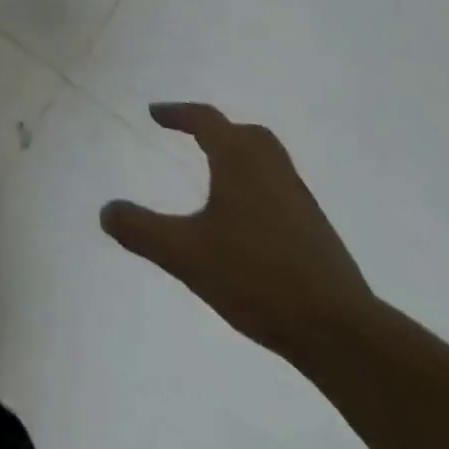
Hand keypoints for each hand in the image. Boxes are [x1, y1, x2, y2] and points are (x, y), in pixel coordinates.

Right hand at [100, 103, 375, 361]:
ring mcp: (301, 204)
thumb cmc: (256, 277)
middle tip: (193, 136)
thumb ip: (140, 230)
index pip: (206, 121)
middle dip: (218, 130)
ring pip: (268, 163)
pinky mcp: (317, 235)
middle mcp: (274, 172)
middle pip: (248, 134)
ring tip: (216, 176)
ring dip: (240, 159)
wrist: (342, 334)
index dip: (177, 113)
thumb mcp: (184, 254)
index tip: (154, 113)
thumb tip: (106, 211)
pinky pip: (280, 192)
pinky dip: (257, 189)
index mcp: (241, 162)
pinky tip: (244, 221)